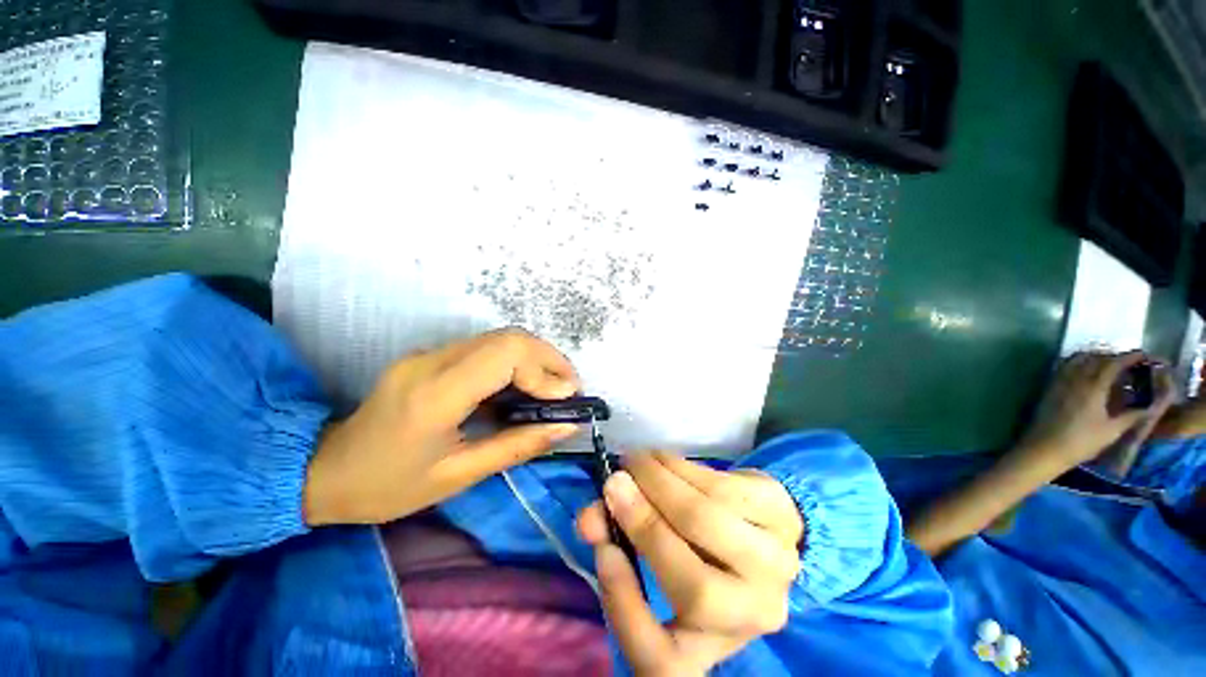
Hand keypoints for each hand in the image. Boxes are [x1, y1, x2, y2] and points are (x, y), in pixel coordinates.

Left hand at [303, 329, 580, 525]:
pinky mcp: (431, 356)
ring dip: (536, 358)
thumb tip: (566, 427)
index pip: (505, 355)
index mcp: (435, 394)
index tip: (567, 398)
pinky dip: (516, 362)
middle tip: (569, 389)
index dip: (545, 370)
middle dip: (549, 359)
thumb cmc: (388, 486)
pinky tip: (525, 385)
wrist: (324, 470)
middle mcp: (432, 361)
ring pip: (499, 338)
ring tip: (554, 387)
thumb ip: (518, 446)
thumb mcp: (458, 476)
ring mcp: (429, 354)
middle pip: (508, 337)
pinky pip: (485, 348)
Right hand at [576, 453, 802, 675]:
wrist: (758, 524)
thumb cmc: (696, 549)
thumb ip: (617, 537)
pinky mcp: (781, 519)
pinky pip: (721, 488)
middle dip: (644, 526)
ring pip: (707, 523)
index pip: (663, 663)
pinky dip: (680, 468)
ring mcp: (775, 570)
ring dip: (661, 484)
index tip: (603, 550)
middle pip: (695, 589)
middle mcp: (750, 617)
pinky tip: (660, 458)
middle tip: (614, 484)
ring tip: (634, 463)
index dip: (625, 606)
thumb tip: (590, 515)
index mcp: (710, 644)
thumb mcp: (655, 554)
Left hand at [1017, 351, 1165, 470]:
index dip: (1129, 357)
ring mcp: (1058, 382)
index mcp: (1092, 386)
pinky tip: (1086, 373)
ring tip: (1109, 366)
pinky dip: (1078, 363)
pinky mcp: (1048, 388)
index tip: (1144, 356)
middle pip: (1095, 358)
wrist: (1043, 449)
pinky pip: (1064, 367)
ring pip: (1078, 360)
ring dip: (1094, 357)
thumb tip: (1150, 405)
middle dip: (1113, 356)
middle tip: (1129, 364)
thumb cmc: (1081, 442)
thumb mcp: (1112, 431)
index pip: (1112, 363)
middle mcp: (1074, 378)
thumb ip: (1132, 415)